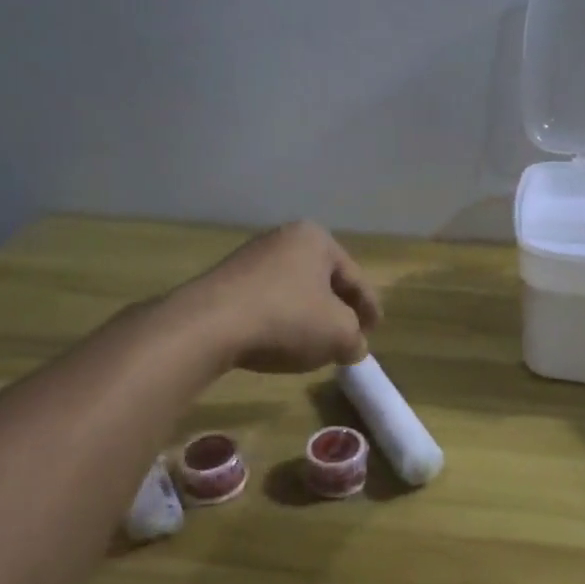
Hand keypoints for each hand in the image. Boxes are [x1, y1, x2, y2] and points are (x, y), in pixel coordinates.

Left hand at [180, 222, 382, 373]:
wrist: (209, 325)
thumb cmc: (287, 318)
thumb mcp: (338, 333)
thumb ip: (355, 337)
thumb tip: (354, 345)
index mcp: (316, 238)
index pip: (354, 276)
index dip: (370, 307)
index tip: (375, 331)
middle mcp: (283, 239)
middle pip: (323, 280)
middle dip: (337, 309)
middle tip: (348, 336)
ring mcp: (251, 258)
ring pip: (294, 291)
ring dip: (308, 316)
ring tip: (315, 344)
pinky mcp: (226, 282)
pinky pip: (267, 301)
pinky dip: (280, 320)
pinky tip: (280, 343)